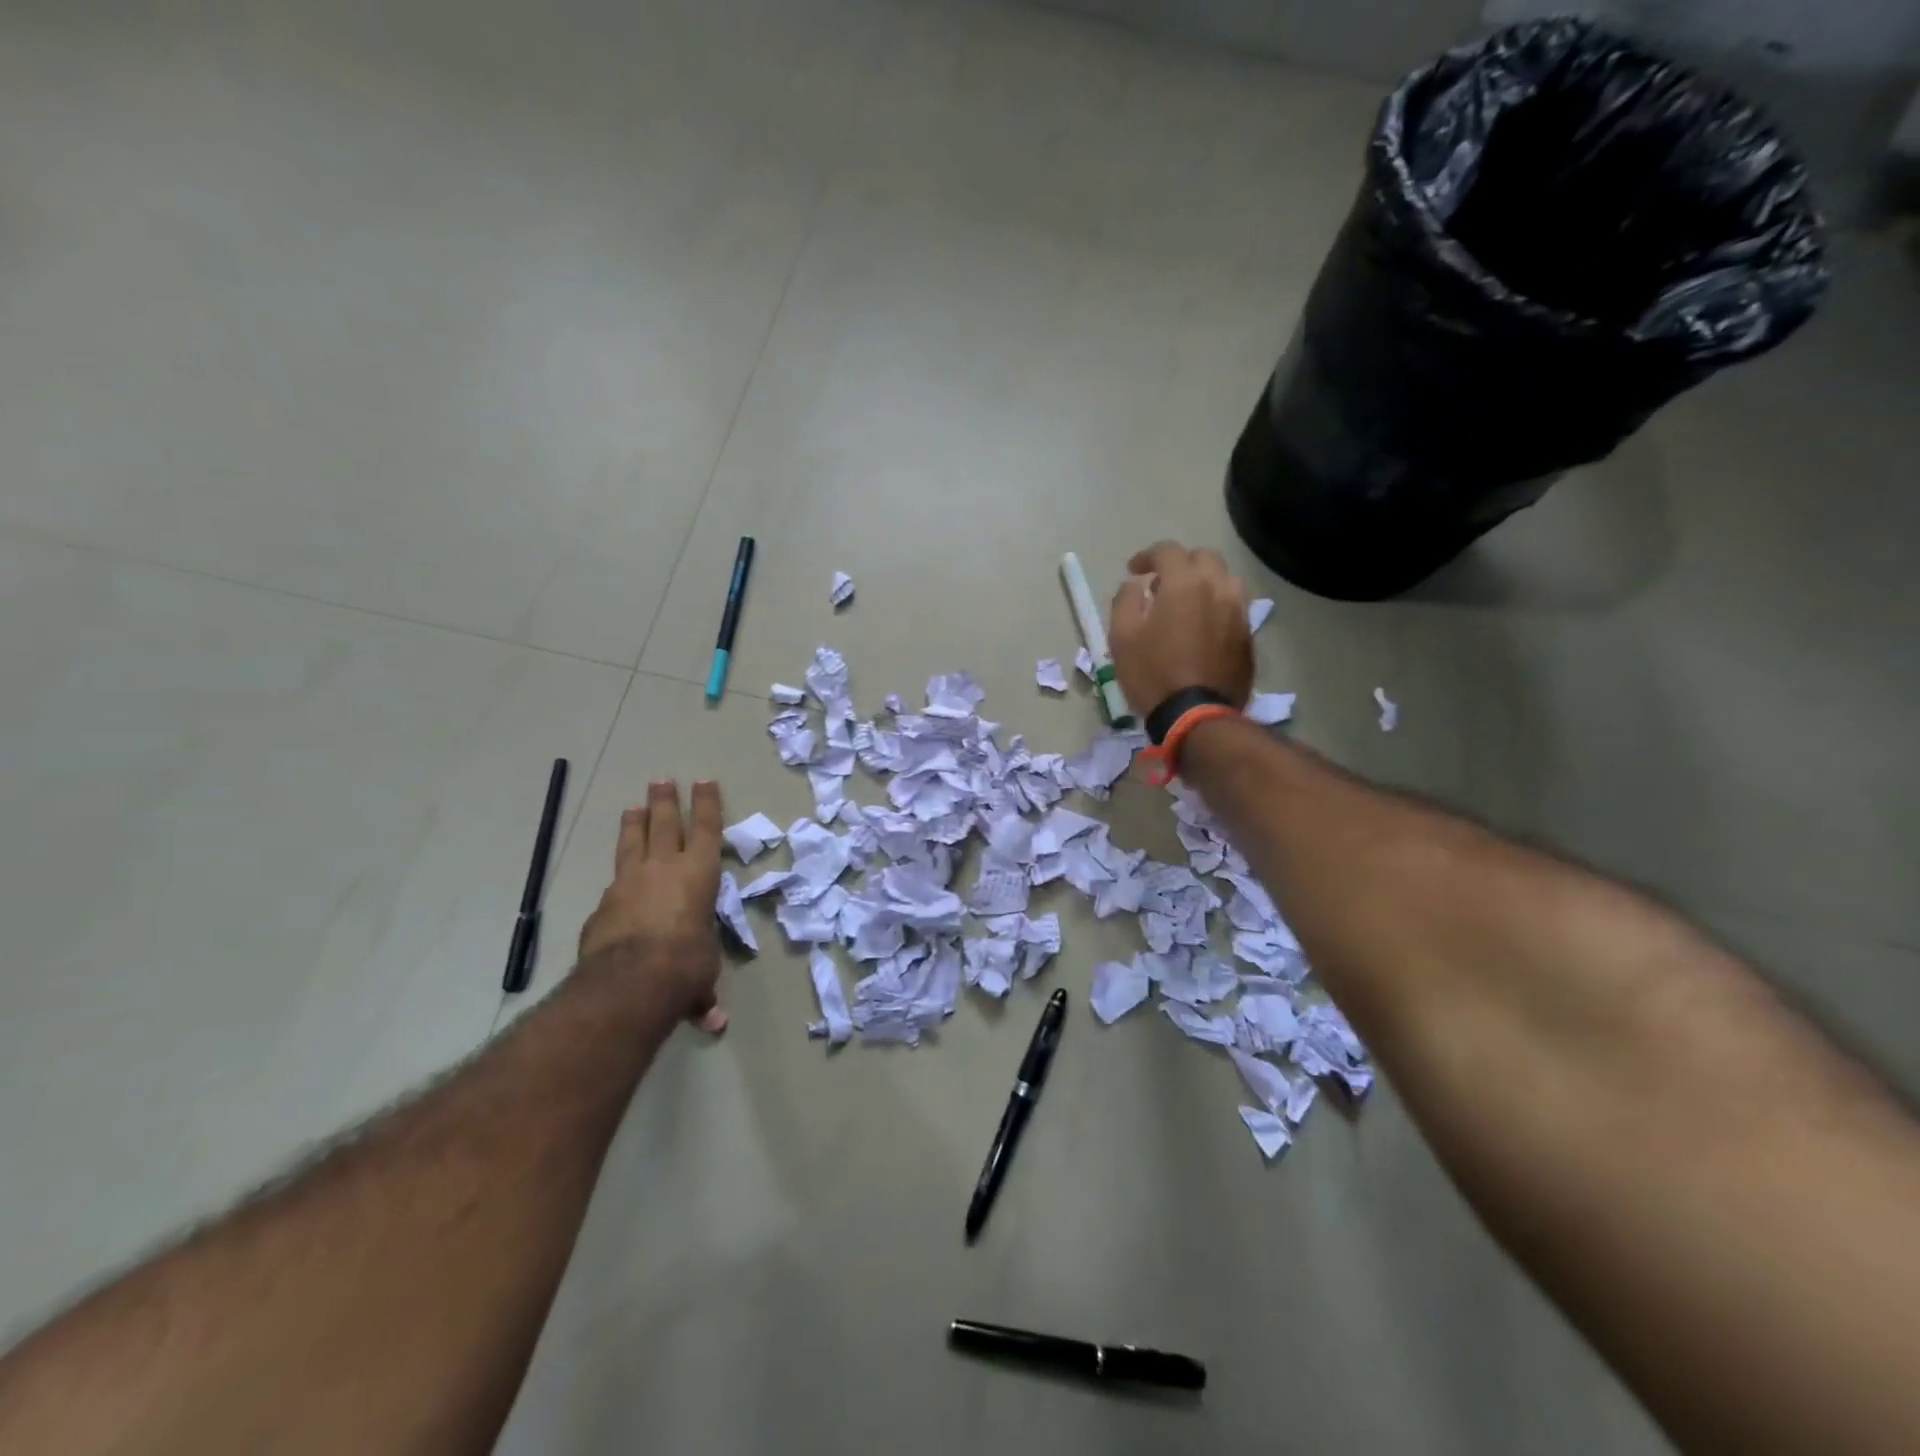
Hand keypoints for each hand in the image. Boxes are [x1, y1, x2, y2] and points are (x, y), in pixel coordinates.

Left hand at [579, 780, 727, 1033]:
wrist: (631, 979)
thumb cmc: (685, 965)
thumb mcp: (701, 975)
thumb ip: (702, 991)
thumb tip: (712, 1022)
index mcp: (699, 873)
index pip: (707, 829)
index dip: (707, 804)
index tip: (705, 781)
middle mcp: (664, 868)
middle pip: (664, 824)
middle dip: (665, 801)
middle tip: (661, 780)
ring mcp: (629, 882)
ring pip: (632, 842)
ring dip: (635, 824)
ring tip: (633, 807)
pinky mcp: (603, 903)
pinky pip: (613, 882)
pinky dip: (618, 878)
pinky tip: (616, 884)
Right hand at [1109, 541, 1253, 715]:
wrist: (1196, 715)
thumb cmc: (1152, 673)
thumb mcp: (1122, 637)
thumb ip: (1125, 601)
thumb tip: (1135, 585)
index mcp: (1185, 583)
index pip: (1168, 551)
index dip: (1147, 556)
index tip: (1133, 571)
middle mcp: (1218, 587)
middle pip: (1204, 557)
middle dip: (1181, 563)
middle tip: (1161, 583)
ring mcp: (1239, 611)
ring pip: (1225, 579)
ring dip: (1204, 582)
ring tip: (1187, 602)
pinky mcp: (1248, 635)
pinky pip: (1234, 607)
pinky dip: (1217, 605)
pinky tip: (1203, 626)